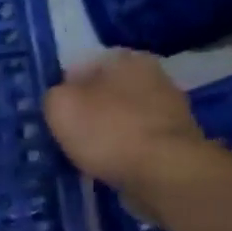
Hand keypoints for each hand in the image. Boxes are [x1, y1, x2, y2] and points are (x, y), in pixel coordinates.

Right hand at [43, 51, 207, 201]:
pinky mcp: (176, 140)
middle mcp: (154, 75)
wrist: (164, 172)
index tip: (55, 113)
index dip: (65, 88)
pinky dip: (122, 151)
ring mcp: (170, 108)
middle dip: (89, 110)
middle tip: (67, 134)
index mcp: (125, 59)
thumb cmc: (107, 131)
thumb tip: (62, 99)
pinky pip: (137, 141)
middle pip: (107, 91)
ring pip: (122, 117)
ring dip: (106, 132)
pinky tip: (109, 165)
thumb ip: (55, 95)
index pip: (84, 66)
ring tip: (86, 154)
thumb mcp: (60, 106)